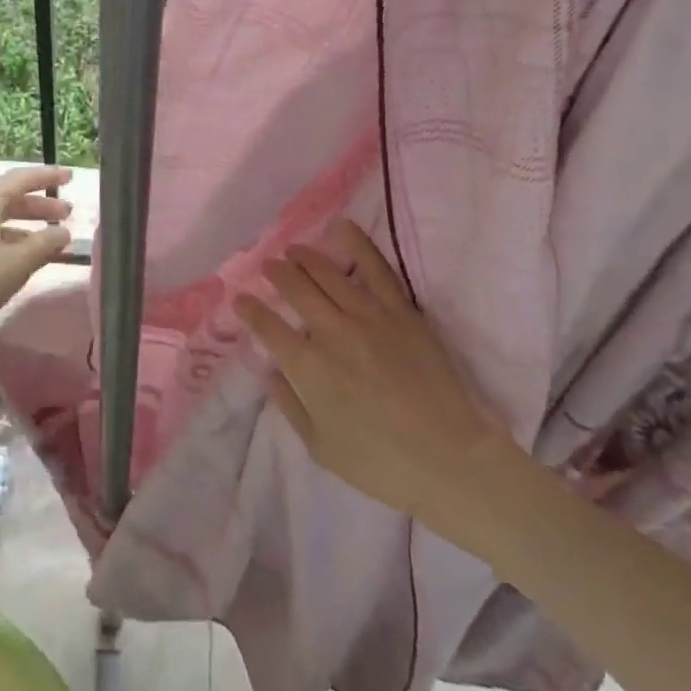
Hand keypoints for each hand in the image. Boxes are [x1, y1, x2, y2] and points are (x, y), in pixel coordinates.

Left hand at [0, 165, 73, 370]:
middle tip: (67, 214)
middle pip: (10, 198)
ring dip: (26, 227)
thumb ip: (44, 245)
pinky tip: (20, 261)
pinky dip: (9, 242)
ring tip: (50, 241)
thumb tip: (64, 232)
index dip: (49, 176)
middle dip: (40, 205)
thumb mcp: (14, 264)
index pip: (22, 178)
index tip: (71, 176)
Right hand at [237, 219, 508, 534]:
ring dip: (306, 258)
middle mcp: (333, 333)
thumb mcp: (320, 447)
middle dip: (276, 274)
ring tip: (293, 250)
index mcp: (308, 368)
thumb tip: (272, 372)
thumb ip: (290, 405)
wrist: (449, 459)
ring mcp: (370, 317)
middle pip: (296, 290)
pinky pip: (377, 269)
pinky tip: (342, 227)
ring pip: (329, 274)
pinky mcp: (402, 311)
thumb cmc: (380, 463)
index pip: (269, 327)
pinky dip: (358, 244)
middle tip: (267, 266)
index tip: (241, 300)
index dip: (250, 310)